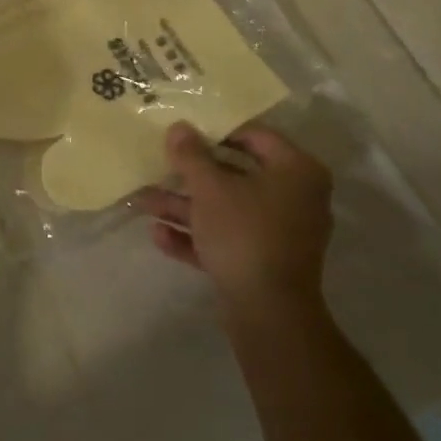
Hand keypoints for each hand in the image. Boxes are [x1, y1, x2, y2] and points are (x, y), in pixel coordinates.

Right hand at [134, 123, 334, 314]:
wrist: (268, 312)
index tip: (184, 132)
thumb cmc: (244, 233)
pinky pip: (228, 239)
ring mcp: (280, 233)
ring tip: (144, 202)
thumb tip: (179, 127)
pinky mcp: (264, 262)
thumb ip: (191, 155)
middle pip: (236, 175)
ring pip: (227, 210)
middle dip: (191, 175)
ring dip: (186, 207)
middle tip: (160, 164)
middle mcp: (295, 198)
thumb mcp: (209, 188)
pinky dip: (197, 236)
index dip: (216, 131)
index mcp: (296, 171)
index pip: (255, 136)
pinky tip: (159, 235)